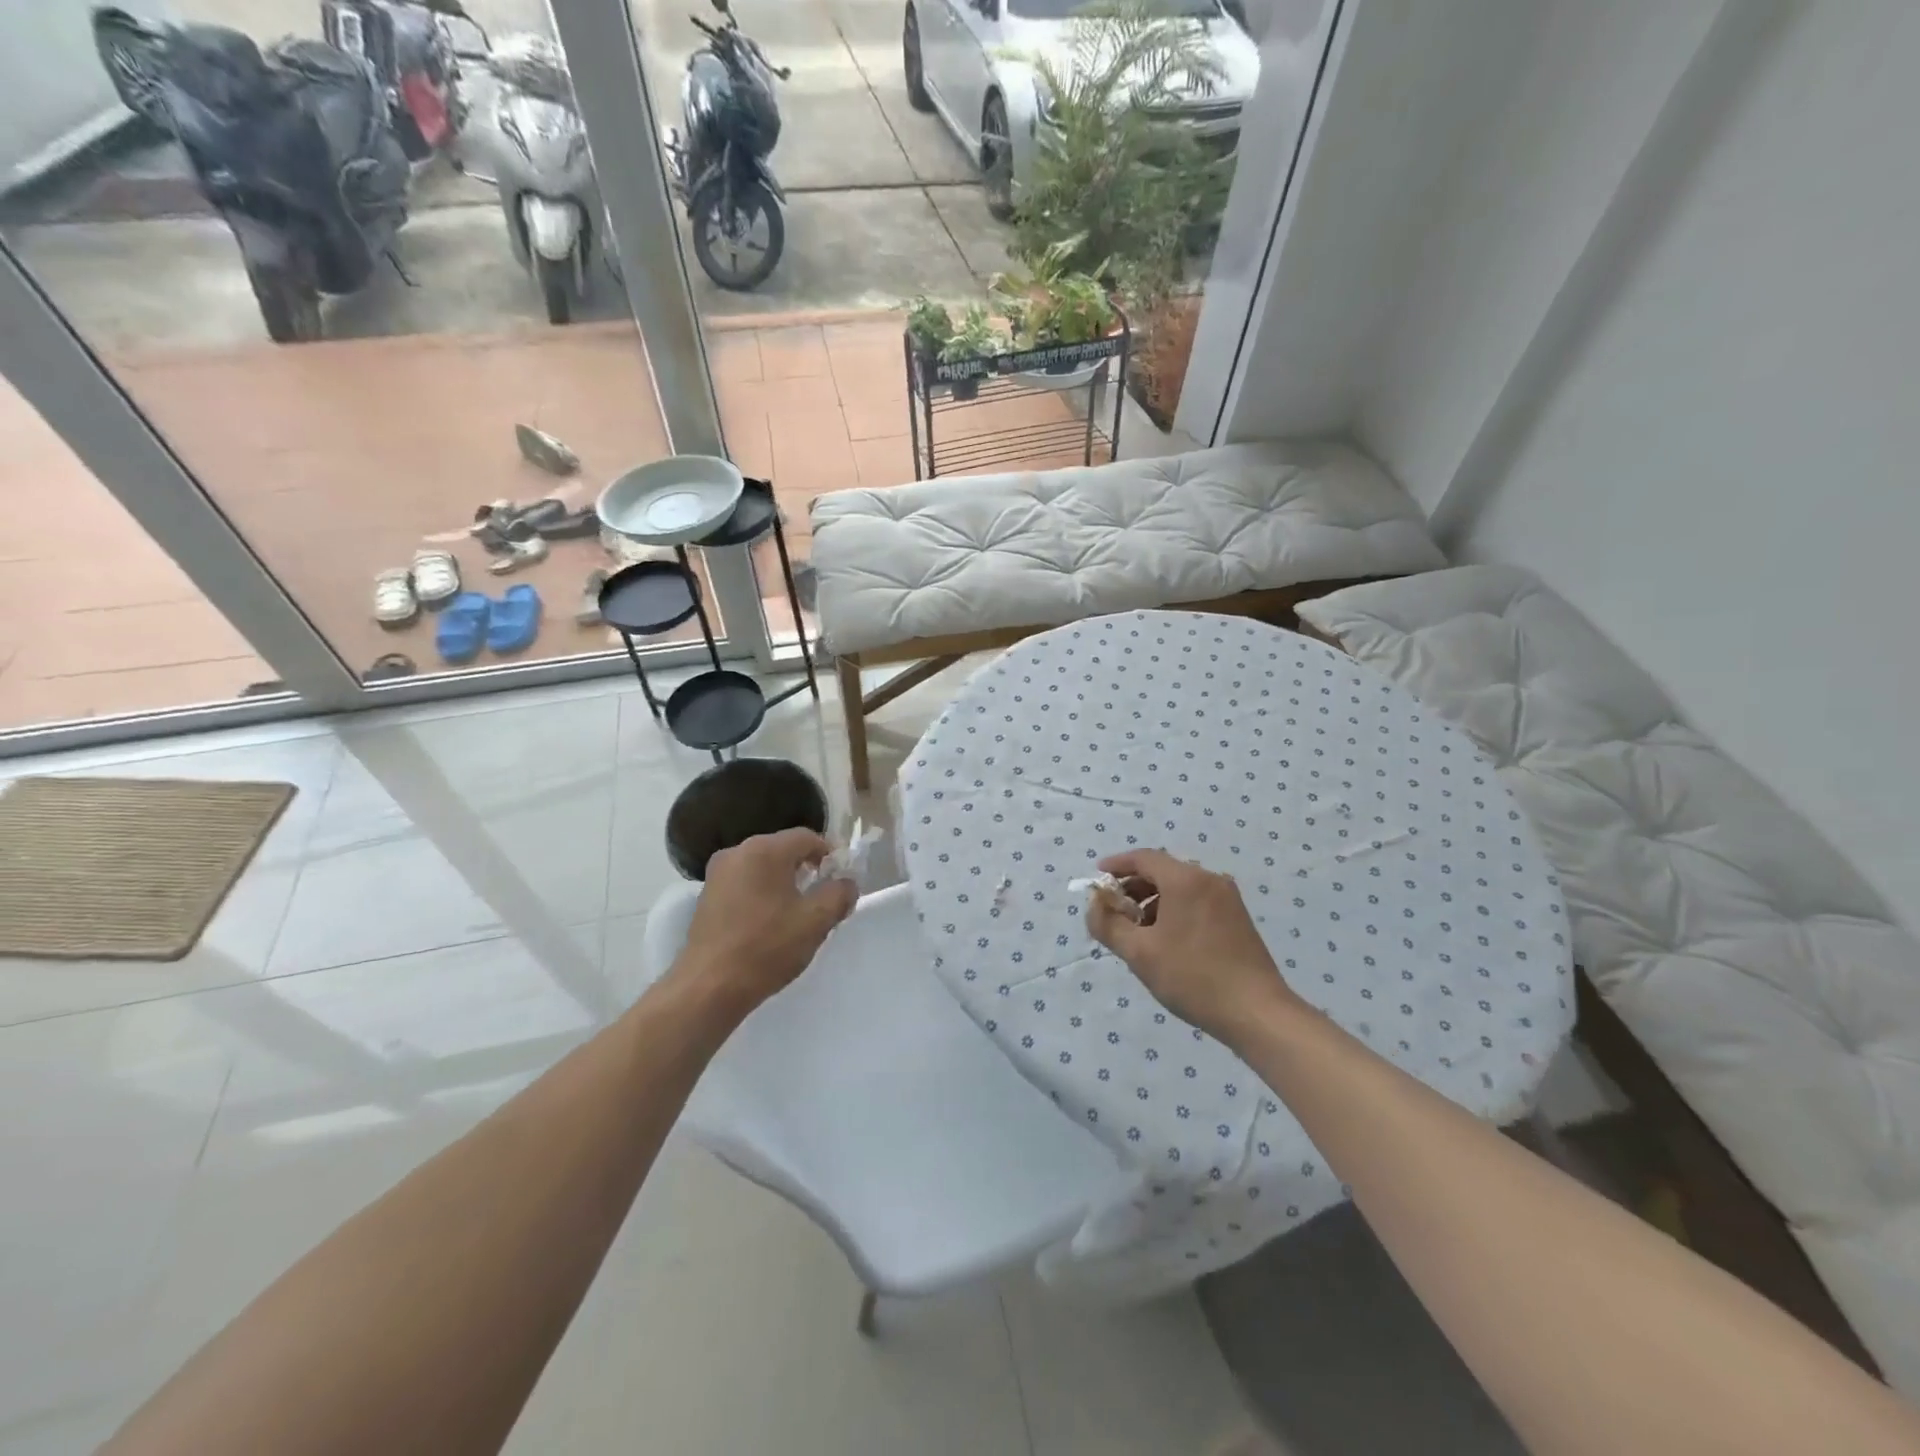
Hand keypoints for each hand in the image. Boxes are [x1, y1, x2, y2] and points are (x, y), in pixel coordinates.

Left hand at [669, 828, 857, 1015]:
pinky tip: (768, 923)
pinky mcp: (706, 897)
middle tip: (823, 897)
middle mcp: (737, 852)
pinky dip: (761, 894)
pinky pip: (744, 883)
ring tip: (797, 913)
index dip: (830, 854)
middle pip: (783, 850)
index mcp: (765, 850)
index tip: (841, 879)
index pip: (807, 837)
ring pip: (762, 867)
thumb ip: (839, 894)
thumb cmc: (767, 947)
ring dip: (783, 883)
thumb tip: (846, 883)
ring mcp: (717, 874)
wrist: (709, 987)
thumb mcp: (816, 921)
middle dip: (806, 869)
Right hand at [1084, 849, 1298, 1042]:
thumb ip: (1108, 924)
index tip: (1096, 880)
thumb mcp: (1139, 953)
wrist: (1257, 1013)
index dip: (1116, 866)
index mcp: (1186, 880)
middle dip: (1133, 888)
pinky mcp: (1238, 918)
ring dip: (1153, 902)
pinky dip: (1174, 911)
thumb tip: (1094, 904)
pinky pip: (1196, 902)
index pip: (1143, 858)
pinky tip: (1166, 941)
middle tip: (1113, 912)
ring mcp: (1227, 899)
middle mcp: (1209, 879)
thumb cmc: (1193, 977)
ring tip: (1137, 932)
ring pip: (1180, 888)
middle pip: (1162, 871)